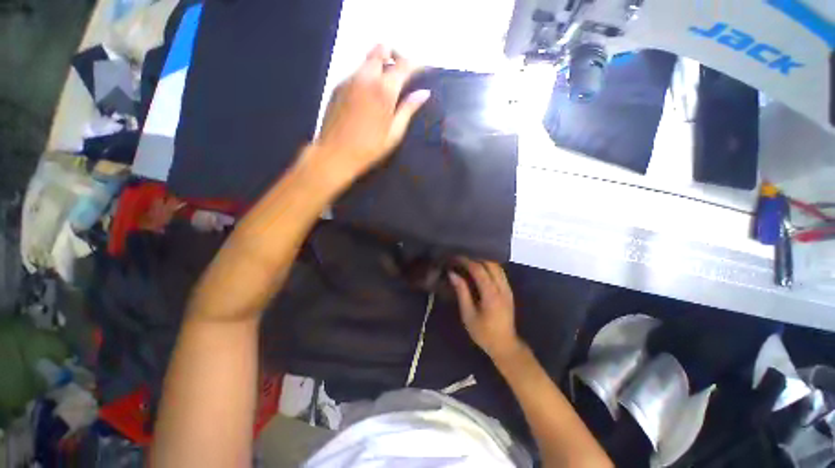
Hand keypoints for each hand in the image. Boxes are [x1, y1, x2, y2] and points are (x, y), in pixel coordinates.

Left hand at [310, 45, 429, 188]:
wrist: (335, 154)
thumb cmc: (369, 148)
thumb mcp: (394, 133)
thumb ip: (408, 109)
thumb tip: (424, 93)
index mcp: (384, 89)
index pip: (404, 64)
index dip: (417, 64)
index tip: (424, 70)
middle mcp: (366, 76)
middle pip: (382, 48)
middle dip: (396, 55)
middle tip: (403, 73)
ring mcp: (349, 79)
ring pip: (368, 59)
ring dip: (381, 65)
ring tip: (387, 87)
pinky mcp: (338, 85)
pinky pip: (357, 71)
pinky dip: (368, 75)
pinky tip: (370, 96)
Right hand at [449, 259, 523, 361]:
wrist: (505, 345)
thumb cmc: (483, 332)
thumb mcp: (468, 314)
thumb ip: (462, 292)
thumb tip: (453, 274)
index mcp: (491, 294)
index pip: (479, 270)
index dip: (467, 261)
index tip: (455, 258)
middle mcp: (502, 288)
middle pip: (491, 264)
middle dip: (475, 258)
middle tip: (462, 259)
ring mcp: (508, 289)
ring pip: (497, 266)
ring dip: (483, 261)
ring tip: (469, 262)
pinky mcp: (509, 291)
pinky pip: (500, 272)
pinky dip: (489, 267)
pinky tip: (480, 270)